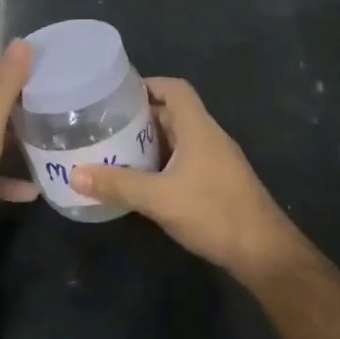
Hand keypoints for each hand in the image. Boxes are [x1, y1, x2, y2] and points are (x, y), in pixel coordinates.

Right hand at [71, 78, 304, 277]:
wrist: (264, 253)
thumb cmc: (214, 212)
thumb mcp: (159, 198)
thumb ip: (117, 185)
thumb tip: (75, 175)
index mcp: (199, 128)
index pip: (175, 89)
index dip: (148, 85)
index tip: (117, 96)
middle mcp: (209, 137)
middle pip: (173, 114)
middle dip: (140, 117)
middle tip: (106, 127)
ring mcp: (217, 161)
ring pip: (179, 140)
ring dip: (150, 143)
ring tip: (116, 152)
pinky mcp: (219, 184)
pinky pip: (185, 161)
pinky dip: (162, 164)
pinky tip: (142, 182)